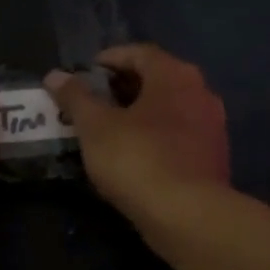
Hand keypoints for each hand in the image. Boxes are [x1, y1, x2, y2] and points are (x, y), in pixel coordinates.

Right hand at [47, 44, 229, 229]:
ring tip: (107, 130)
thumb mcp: (95, 126)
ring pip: (169, 110)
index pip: (139, 53)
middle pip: (157, 79)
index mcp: (175, 76)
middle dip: (123, 88)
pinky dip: (154, 137)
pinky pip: (178, 136)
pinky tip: (132, 156)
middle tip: (91, 102)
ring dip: (139, 114)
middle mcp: (201, 93)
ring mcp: (212, 127)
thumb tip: (55, 75)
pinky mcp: (213, 158)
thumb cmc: (138, 160)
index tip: (84, 73)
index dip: (109, 59)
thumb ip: (75, 97)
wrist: (187, 216)